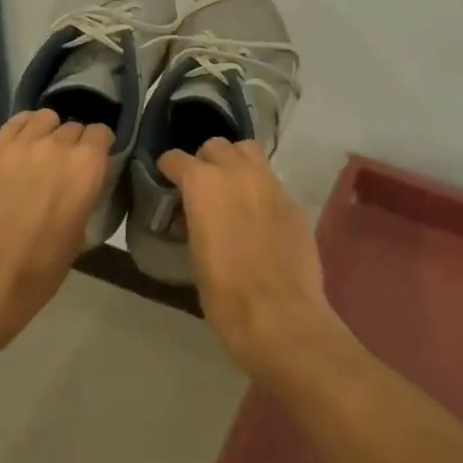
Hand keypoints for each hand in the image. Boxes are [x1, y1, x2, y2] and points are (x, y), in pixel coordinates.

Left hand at [0, 109, 112, 352]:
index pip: (102, 134)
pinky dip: (23, 129)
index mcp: (87, 168)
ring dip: (48, 132)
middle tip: (64, 167)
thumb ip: (83, 200)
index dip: (99, 148)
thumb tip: (79, 191)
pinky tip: (20, 148)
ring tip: (41, 153)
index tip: (94, 164)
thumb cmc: (38, 272)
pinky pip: (15, 123)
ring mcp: (23, 144)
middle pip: (74, 127)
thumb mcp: (78, 238)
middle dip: (74, 143)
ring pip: (45, 118)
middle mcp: (59, 146)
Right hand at [158, 138, 347, 380]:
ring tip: (232, 189)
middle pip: (217, 146)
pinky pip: (271, 182)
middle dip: (205, 160)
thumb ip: (194, 220)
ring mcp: (271, 184)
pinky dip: (260, 189)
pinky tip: (259, 216)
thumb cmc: (225, 295)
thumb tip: (194, 214)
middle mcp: (237, 172)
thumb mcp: (195, 254)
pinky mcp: (294, 202)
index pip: (177, 158)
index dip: (169, 168)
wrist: (281, 317)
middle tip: (202, 186)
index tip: (167, 180)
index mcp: (203, 184)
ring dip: (236, 163)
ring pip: (249, 152)